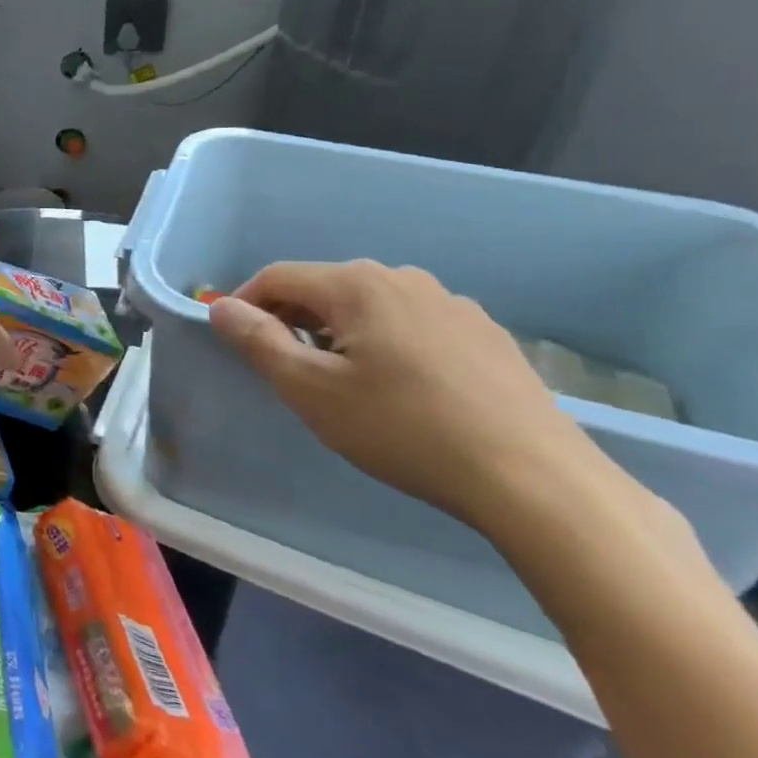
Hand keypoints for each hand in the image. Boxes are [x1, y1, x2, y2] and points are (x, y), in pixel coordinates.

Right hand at [206, 261, 604, 530]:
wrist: (535, 479)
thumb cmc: (404, 429)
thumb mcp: (311, 390)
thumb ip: (258, 341)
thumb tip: (221, 307)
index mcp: (357, 284)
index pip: (278, 277)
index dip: (246, 303)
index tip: (235, 341)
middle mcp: (404, 279)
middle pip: (324, 288)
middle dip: (292, 319)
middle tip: (284, 367)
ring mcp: (452, 305)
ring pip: (370, 307)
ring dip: (339, 332)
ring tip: (341, 382)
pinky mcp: (486, 335)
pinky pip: (412, 325)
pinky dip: (385, 343)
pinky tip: (400, 390)